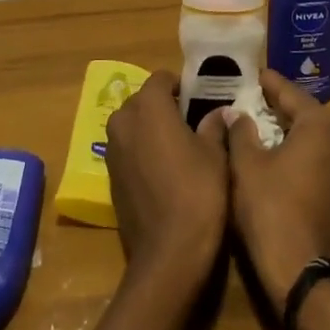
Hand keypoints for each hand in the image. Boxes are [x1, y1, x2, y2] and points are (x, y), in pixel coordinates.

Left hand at [104, 70, 230, 290]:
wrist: (169, 251)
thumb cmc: (198, 192)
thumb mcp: (215, 154)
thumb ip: (214, 126)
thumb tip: (219, 112)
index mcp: (147, 107)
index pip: (161, 78)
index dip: (181, 85)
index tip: (200, 99)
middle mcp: (122, 121)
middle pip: (143, 101)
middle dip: (164, 106)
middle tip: (192, 122)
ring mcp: (112, 150)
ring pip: (133, 125)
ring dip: (151, 129)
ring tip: (180, 146)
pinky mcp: (110, 176)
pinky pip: (127, 150)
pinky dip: (143, 151)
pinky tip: (164, 170)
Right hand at [228, 70, 329, 310]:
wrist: (300, 271)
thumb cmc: (269, 208)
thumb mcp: (245, 165)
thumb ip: (240, 132)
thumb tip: (235, 113)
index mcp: (321, 125)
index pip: (290, 92)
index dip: (268, 83)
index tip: (252, 74)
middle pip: (308, 114)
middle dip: (282, 107)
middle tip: (254, 101)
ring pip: (317, 140)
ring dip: (293, 133)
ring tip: (265, 129)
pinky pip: (321, 163)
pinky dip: (302, 156)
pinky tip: (280, 161)